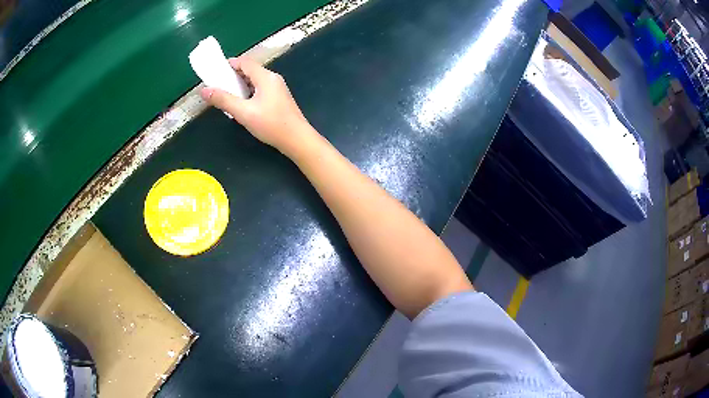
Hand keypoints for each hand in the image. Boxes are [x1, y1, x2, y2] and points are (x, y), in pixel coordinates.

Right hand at [200, 56, 314, 153]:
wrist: (297, 139)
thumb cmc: (270, 124)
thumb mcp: (243, 112)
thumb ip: (223, 100)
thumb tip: (204, 90)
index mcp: (265, 77)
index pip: (245, 62)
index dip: (229, 64)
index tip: (215, 71)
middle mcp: (273, 78)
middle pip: (250, 70)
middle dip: (233, 76)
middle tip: (218, 85)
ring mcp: (277, 88)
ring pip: (255, 81)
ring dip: (240, 85)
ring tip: (226, 95)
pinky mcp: (279, 98)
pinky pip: (260, 89)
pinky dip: (248, 92)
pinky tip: (241, 104)